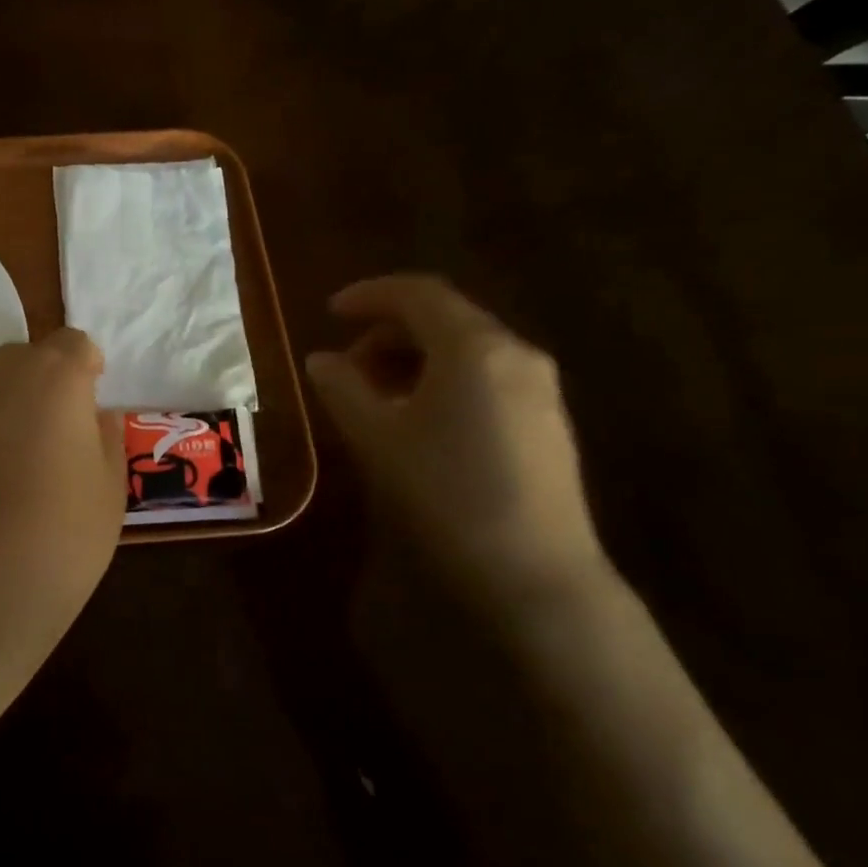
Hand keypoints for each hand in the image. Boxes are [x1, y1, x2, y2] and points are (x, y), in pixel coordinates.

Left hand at [0, 329, 123, 658]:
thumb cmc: (58, 540)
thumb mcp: (110, 490)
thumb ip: (105, 437)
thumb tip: (93, 416)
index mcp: (53, 375)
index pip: (75, 344)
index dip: (87, 369)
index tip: (91, 405)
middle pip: (27, 357)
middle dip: (46, 383)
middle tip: (57, 436)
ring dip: (7, 401)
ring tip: (14, 457)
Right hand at [305, 275, 610, 612]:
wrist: (533, 573)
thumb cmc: (444, 492)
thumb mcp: (376, 437)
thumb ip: (342, 388)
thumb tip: (321, 359)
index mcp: (474, 347)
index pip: (418, 293)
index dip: (368, 295)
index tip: (329, 312)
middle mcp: (515, 354)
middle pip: (445, 319)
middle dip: (387, 332)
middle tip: (344, 365)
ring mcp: (539, 390)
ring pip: (466, 351)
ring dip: (412, 359)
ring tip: (373, 397)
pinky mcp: (546, 425)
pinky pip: (485, 380)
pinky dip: (442, 382)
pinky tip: (418, 422)